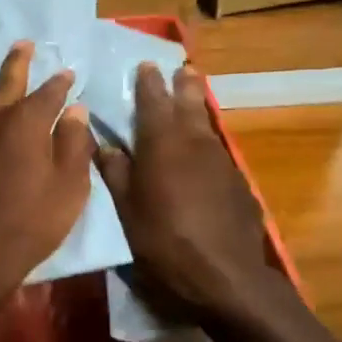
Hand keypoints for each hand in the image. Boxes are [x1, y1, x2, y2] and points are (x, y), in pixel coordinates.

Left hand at [0, 41, 93, 301]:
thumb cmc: (27, 226)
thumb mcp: (68, 191)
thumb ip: (74, 146)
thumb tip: (76, 111)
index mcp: (27, 122)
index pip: (50, 93)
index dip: (61, 83)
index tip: (68, 74)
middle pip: (6, 80)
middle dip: (18, 62)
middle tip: (23, 44)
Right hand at [96, 63, 274, 320]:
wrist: (226, 276)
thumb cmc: (165, 242)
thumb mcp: (128, 210)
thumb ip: (116, 172)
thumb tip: (103, 143)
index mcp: (162, 143)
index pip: (153, 100)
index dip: (148, 81)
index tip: (146, 65)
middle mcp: (195, 141)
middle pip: (189, 102)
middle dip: (183, 84)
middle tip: (181, 69)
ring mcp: (221, 160)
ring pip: (206, 125)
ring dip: (197, 109)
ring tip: (191, 100)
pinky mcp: (238, 181)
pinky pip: (217, 151)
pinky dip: (206, 143)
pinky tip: (202, 155)